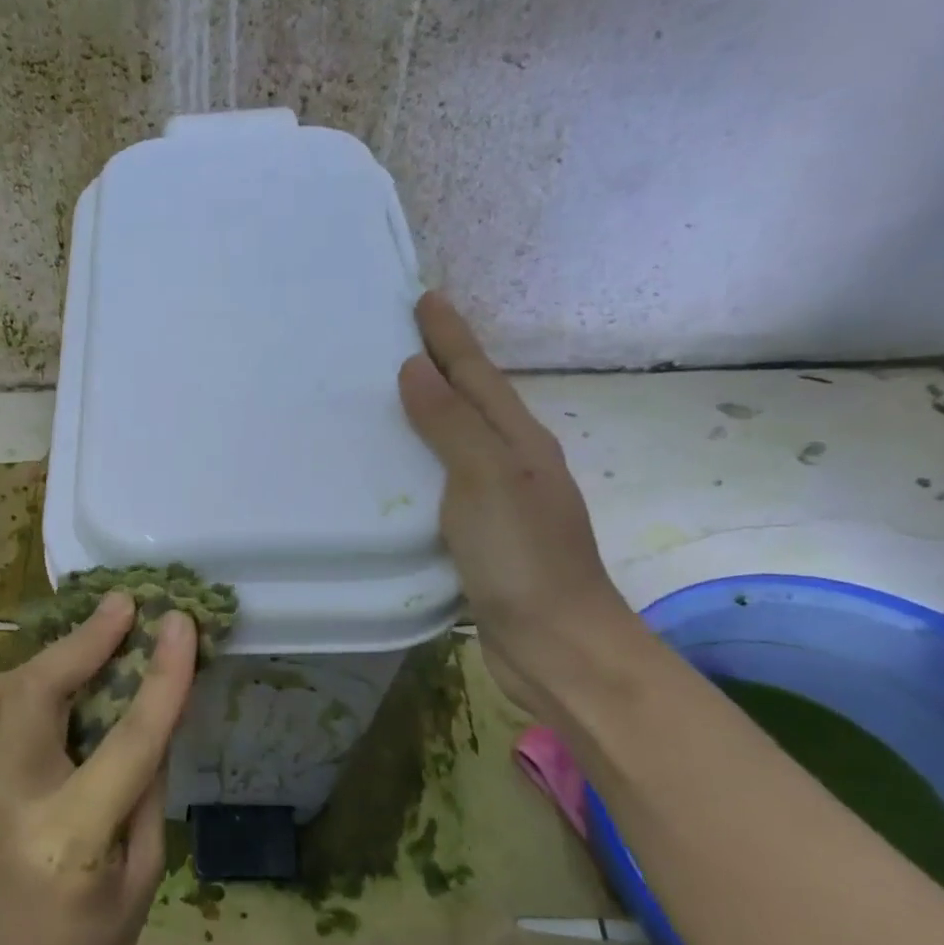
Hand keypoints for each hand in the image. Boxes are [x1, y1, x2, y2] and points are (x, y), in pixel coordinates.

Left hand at [0, 593, 196, 944]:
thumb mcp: (143, 882)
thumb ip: (146, 794)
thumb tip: (154, 722)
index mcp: (71, 835)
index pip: (126, 741)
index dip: (160, 677)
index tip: (180, 623)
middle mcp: (19, 798)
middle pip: (35, 693)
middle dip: (82, 640)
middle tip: (124, 605)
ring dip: (50, 654)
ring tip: (94, 636)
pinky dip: (27, 677)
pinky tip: (62, 676)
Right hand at [398, 293, 640, 716]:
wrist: (556, 645)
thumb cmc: (523, 558)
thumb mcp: (487, 481)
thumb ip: (451, 425)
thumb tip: (415, 371)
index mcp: (518, 442)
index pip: (477, 375)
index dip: (450, 337)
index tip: (423, 299)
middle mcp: (512, 464)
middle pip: (470, 402)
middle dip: (439, 367)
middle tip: (396, 341)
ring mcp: (498, 502)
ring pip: (455, 443)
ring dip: (428, 415)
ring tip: (387, 397)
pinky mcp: (478, 538)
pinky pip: (442, 484)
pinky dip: (419, 465)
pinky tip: (396, 472)